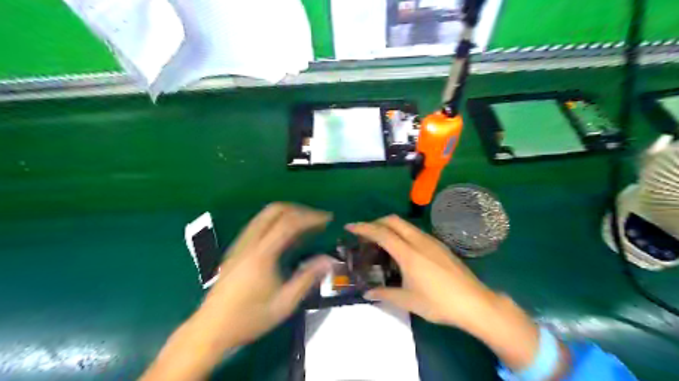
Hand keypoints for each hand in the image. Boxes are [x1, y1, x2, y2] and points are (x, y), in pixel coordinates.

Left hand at [141, 204, 332, 379]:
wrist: (211, 329)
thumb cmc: (250, 318)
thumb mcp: (284, 303)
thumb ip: (307, 278)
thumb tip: (329, 260)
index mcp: (262, 255)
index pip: (288, 223)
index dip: (310, 217)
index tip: (327, 218)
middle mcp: (249, 242)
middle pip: (274, 210)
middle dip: (299, 209)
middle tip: (317, 219)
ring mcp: (240, 243)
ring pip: (264, 214)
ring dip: (287, 213)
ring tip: (306, 224)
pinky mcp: (236, 248)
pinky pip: (258, 223)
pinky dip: (276, 220)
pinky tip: (286, 234)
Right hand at [348, 214, 496, 329]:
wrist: (475, 303)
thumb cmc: (439, 303)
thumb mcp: (408, 301)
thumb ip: (385, 294)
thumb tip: (367, 293)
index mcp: (408, 253)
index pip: (381, 233)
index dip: (363, 228)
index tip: (350, 227)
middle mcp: (419, 241)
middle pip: (393, 221)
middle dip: (376, 222)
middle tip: (365, 234)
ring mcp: (431, 241)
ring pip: (405, 224)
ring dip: (390, 226)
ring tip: (381, 240)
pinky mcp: (439, 245)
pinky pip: (415, 231)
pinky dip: (402, 232)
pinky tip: (402, 248)